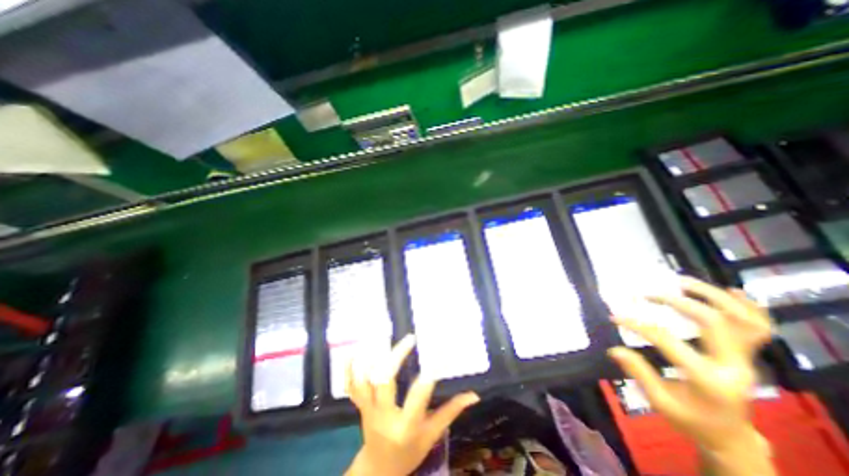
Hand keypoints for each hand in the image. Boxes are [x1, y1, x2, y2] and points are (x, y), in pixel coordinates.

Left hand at [343, 334, 475, 475]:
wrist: (378, 469)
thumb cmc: (409, 452)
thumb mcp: (432, 435)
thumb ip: (450, 412)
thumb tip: (473, 395)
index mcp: (406, 426)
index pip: (417, 397)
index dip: (427, 377)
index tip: (436, 358)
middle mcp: (384, 415)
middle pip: (384, 381)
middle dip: (396, 357)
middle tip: (410, 339)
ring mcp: (367, 410)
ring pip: (364, 380)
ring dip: (371, 357)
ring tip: (381, 336)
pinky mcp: (359, 406)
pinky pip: (350, 386)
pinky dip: (350, 368)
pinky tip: (354, 350)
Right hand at [607, 280, 774, 452]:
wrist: (730, 436)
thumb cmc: (691, 420)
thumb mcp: (660, 402)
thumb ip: (639, 373)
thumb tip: (614, 349)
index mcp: (709, 380)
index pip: (668, 342)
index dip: (638, 325)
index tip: (616, 317)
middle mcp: (733, 366)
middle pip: (713, 322)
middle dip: (677, 302)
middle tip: (649, 294)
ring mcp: (745, 360)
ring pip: (740, 319)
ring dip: (711, 295)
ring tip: (681, 282)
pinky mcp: (747, 356)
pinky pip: (758, 328)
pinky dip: (749, 307)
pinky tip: (731, 291)